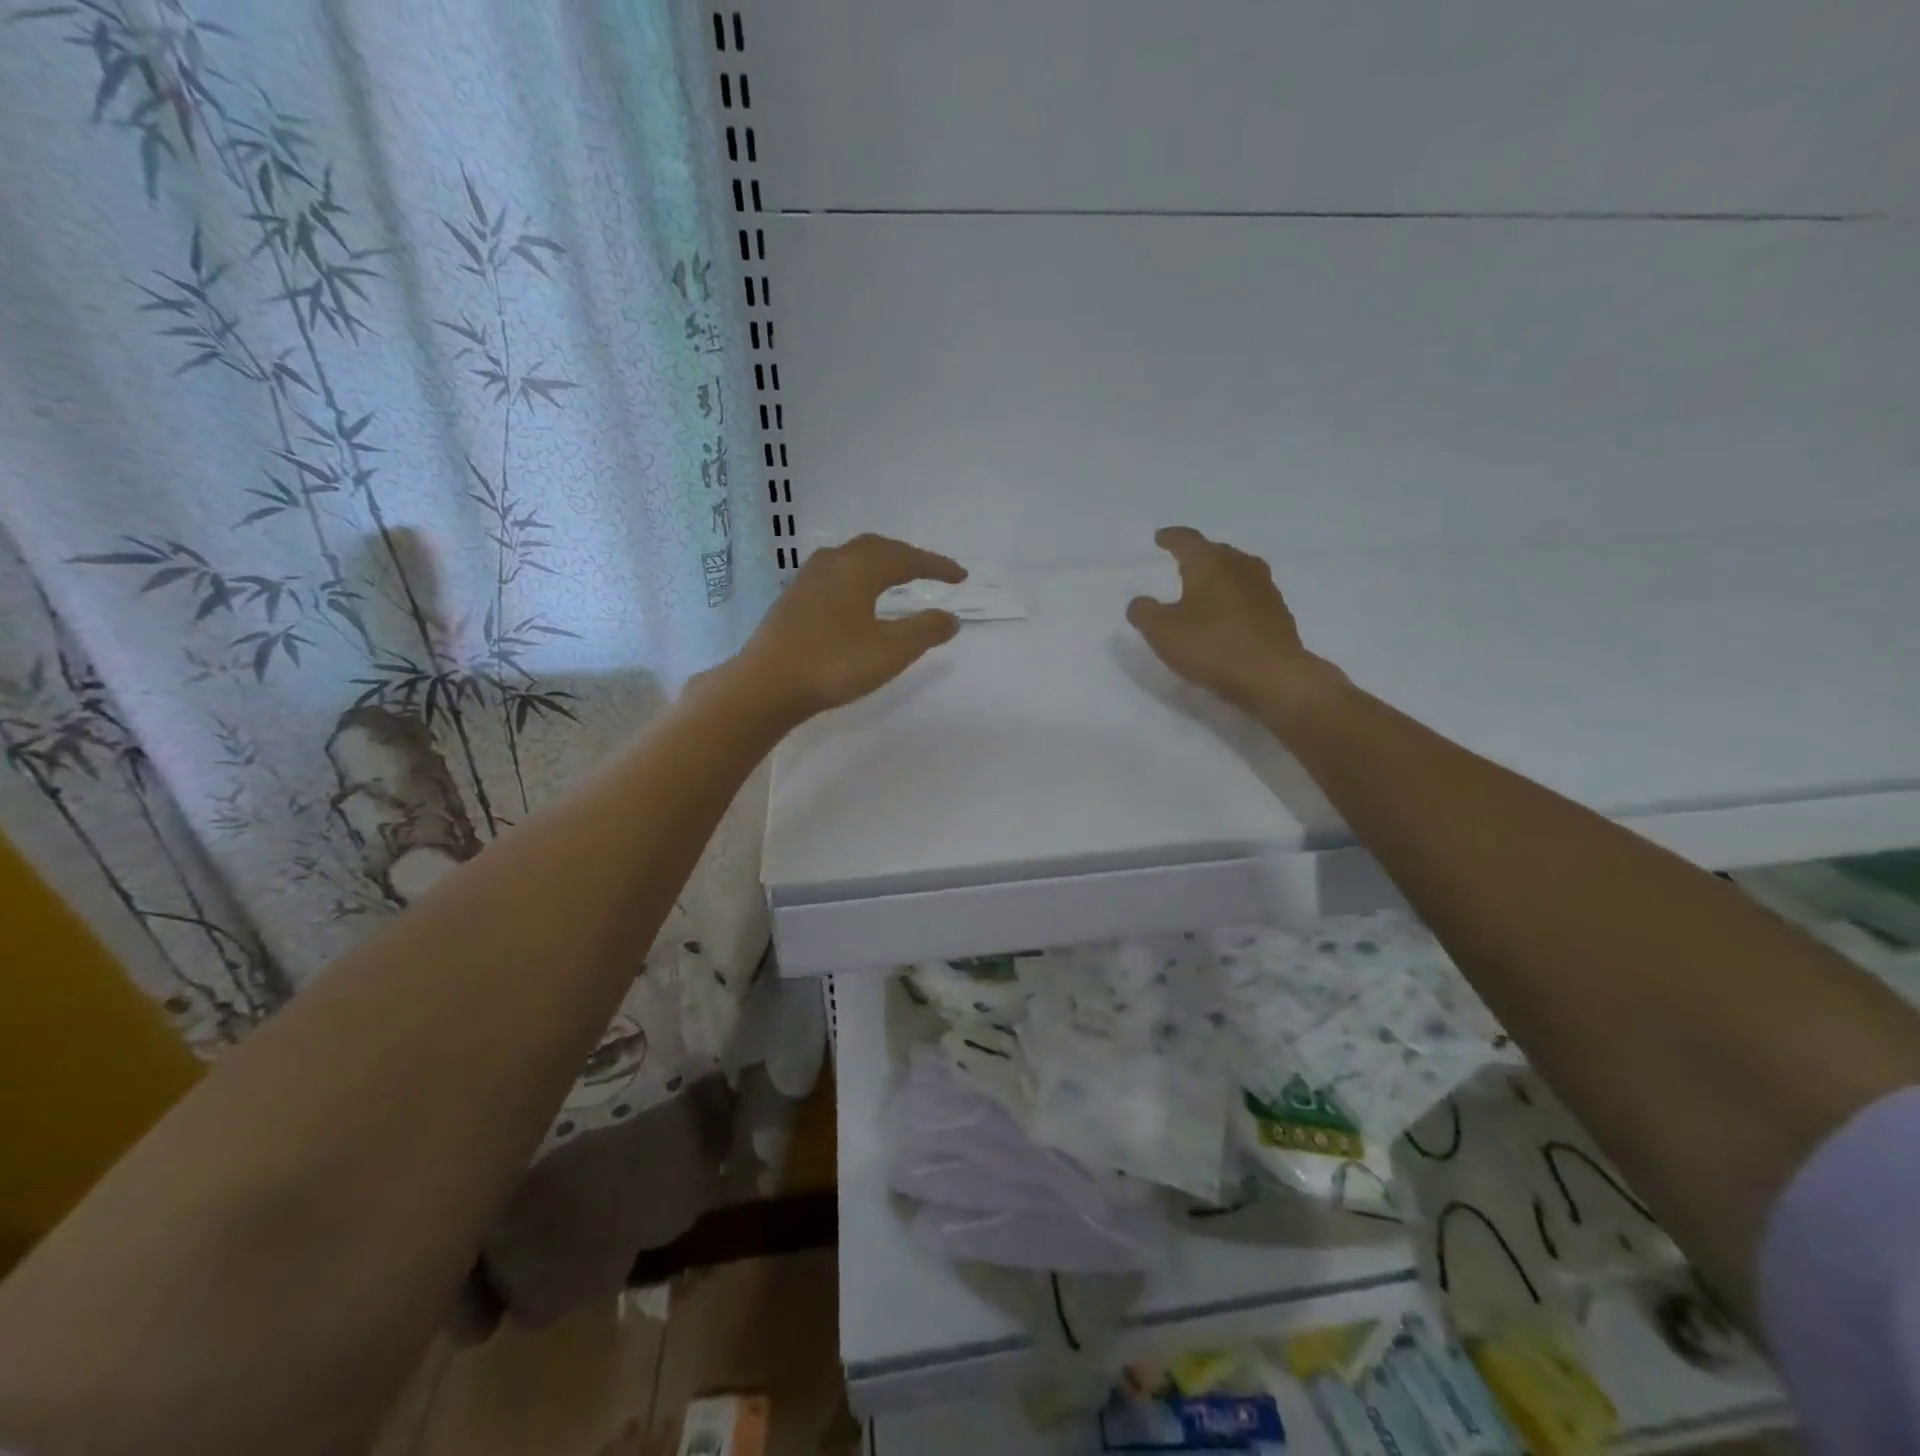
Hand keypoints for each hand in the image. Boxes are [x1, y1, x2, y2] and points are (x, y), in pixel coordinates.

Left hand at [732, 533, 966, 720]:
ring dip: (881, 563)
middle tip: (931, 572)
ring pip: (853, 558)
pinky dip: (860, 577)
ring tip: (899, 578)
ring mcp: (808, 578)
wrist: (766, 685)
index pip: (906, 558)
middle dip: (908, 557)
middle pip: (877, 548)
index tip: (961, 577)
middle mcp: (832, 562)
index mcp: (858, 568)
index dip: (936, 566)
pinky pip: (837, 573)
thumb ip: (925, 630)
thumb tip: (951, 617)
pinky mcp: (794, 598)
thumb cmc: (833, 665)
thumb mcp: (890, 651)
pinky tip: (859, 597)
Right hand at [1126, 527, 1342, 722]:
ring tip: (1203, 589)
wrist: (1272, 676)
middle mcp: (1240, 566)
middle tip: (1180, 563)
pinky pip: (1248, 596)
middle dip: (1197, 556)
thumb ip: (1144, 612)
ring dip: (1218, 578)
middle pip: (1215, 552)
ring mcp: (1264, 588)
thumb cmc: (1212, 646)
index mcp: (1210, 563)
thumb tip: (1139, 602)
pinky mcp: (1278, 613)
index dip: (1170, 538)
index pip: (1186, 540)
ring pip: (1235, 573)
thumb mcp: (1162, 632)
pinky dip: (1233, 600)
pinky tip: (1226, 616)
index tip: (1160, 537)